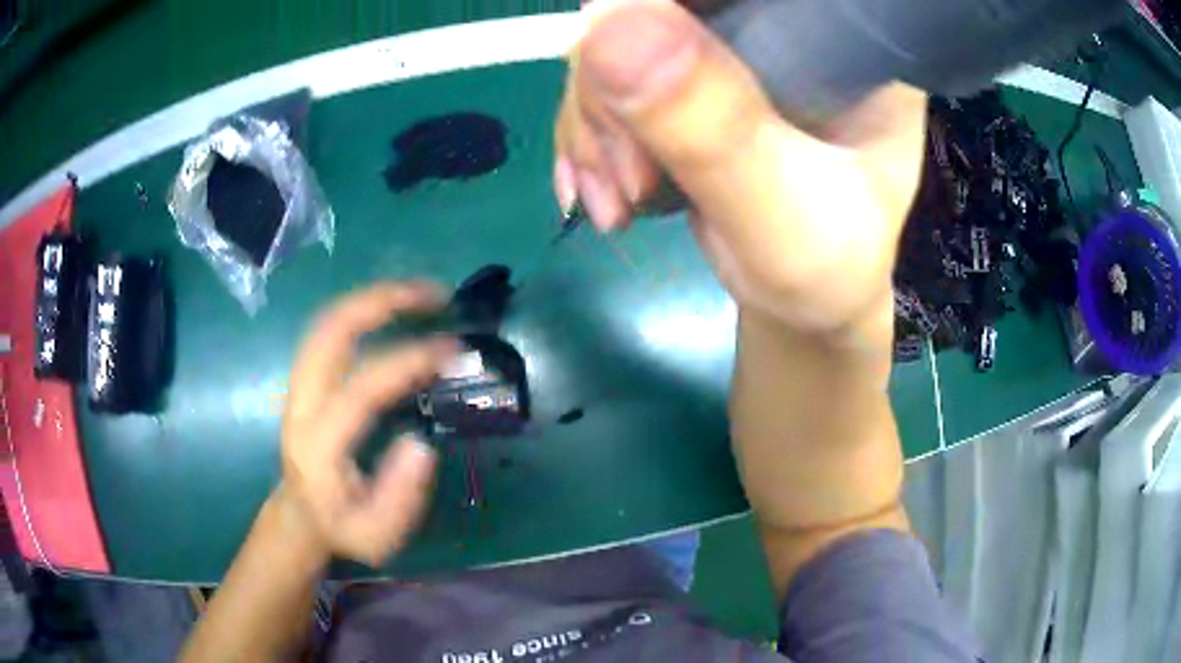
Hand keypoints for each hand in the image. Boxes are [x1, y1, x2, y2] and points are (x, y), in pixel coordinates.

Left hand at [280, 282, 454, 565]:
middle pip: (330, 331)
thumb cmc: (343, 527)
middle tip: (435, 295)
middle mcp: (302, 404)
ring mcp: (300, 385)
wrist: (302, 515)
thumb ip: (400, 496)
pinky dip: (364, 310)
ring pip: (327, 321)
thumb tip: (421, 444)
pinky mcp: (307, 379)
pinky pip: (331, 330)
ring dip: (374, 298)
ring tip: (422, 292)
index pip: (360, 388)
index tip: (452, 350)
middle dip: (382, 301)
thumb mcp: (377, 535)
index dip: (407, 362)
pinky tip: (397, 310)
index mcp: (318, 445)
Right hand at [555, 0, 926, 343]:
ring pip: (618, 43)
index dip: (657, 9)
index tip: (615, 71)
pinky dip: (590, 137)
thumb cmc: (822, 271)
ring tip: (615, 204)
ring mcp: (731, 52)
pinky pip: (609, 81)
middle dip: (613, 90)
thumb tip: (606, 20)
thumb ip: (711, 127)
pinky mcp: (692, 80)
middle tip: (624, 178)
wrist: (804, 302)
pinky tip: (600, 191)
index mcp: (834, 38)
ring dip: (594, 125)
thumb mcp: (780, 214)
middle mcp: (780, 28)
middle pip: (659, 9)